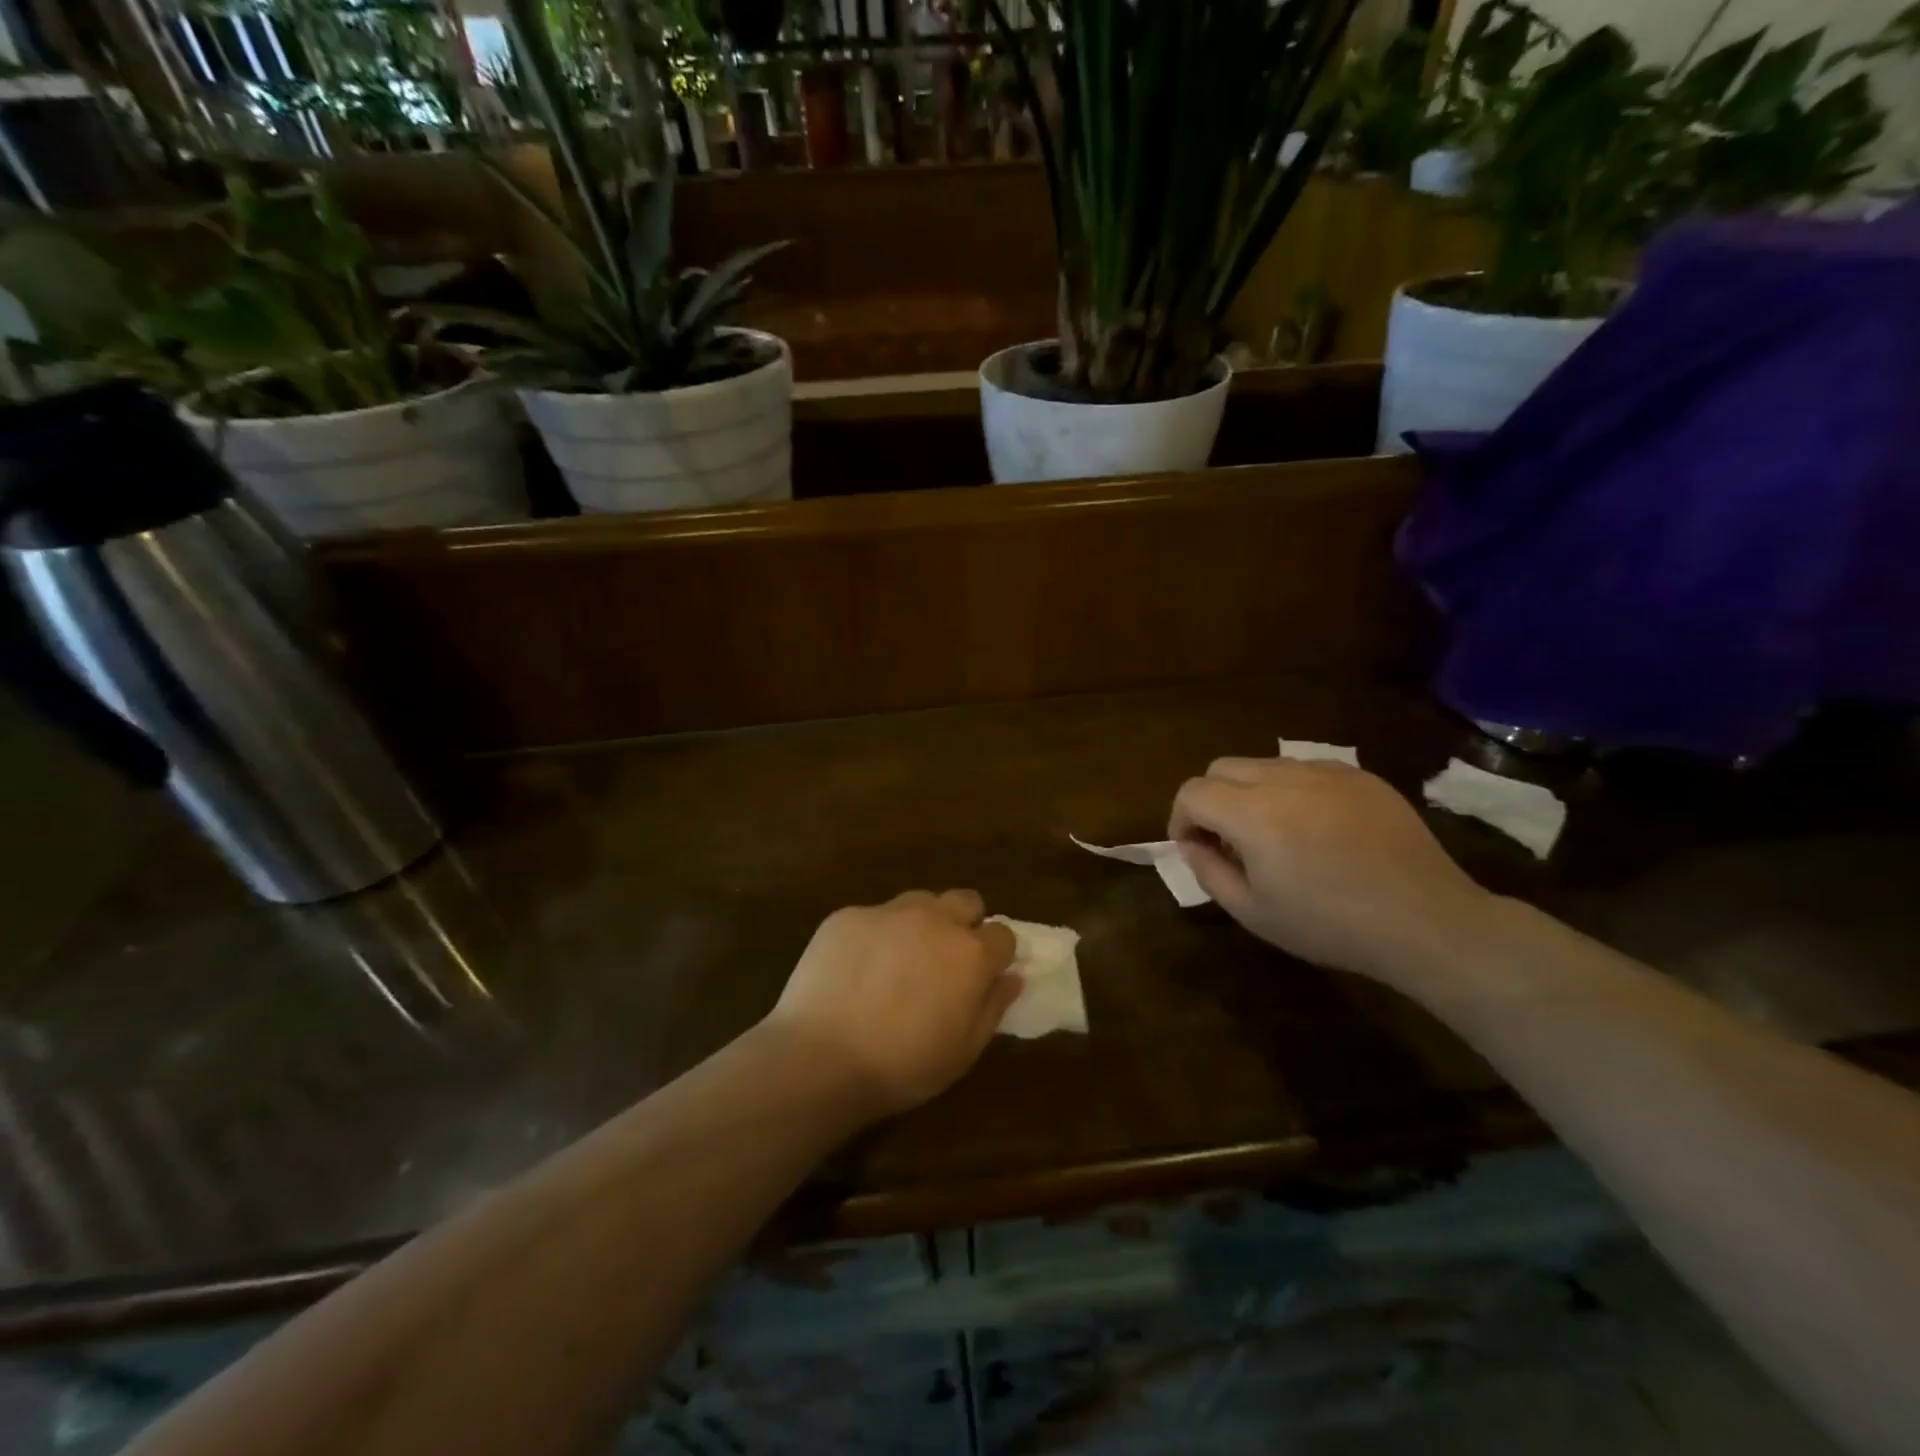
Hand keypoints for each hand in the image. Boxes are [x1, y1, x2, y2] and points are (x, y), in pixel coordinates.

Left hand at [765, 890, 1020, 1116]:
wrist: (820, 1058)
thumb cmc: (902, 1065)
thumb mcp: (963, 1052)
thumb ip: (993, 1007)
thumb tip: (1012, 977)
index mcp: (970, 953)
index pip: (1003, 934)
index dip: (996, 954)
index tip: (984, 975)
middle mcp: (934, 919)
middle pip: (966, 900)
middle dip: (965, 923)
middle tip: (945, 960)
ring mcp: (888, 912)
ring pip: (919, 901)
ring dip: (921, 923)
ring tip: (900, 960)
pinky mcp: (847, 915)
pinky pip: (874, 916)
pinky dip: (875, 935)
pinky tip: (857, 969)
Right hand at [1169, 757, 1496, 986]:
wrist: (1425, 921)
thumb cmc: (1330, 925)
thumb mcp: (1253, 912)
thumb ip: (1208, 871)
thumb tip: (1192, 843)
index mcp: (1252, 814)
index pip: (1192, 792)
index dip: (1181, 818)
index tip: (1193, 847)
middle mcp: (1284, 779)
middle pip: (1222, 768)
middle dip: (1211, 799)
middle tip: (1227, 840)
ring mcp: (1326, 772)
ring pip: (1264, 765)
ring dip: (1250, 792)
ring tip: (1273, 834)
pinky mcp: (1360, 776)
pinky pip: (1306, 770)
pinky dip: (1292, 791)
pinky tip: (1315, 829)